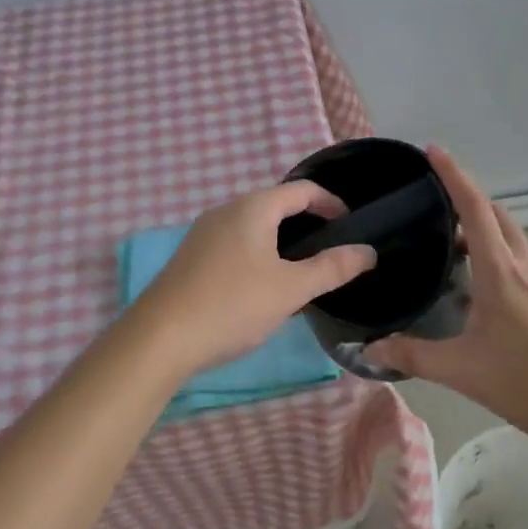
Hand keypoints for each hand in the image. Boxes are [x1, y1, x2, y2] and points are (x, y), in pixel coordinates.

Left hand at [129, 180, 376, 375]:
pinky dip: (259, 253)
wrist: (159, 338)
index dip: (331, 203)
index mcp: (252, 208)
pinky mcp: (191, 257)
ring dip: (282, 240)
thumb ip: (332, 268)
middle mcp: (226, 210)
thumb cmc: (232, 305)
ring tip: (302, 271)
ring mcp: (204, 233)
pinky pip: (235, 243)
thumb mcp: (290, 289)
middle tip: (331, 251)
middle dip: (307, 222)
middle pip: (276, 205)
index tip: (351, 226)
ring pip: (254, 226)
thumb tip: (368, 252)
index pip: (301, 190)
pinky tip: (262, 286)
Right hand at [366, 146, 527, 450]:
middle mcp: (526, 265)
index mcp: (501, 271)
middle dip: (466, 197)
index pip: (474, 209)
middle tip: (430, 200)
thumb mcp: (463, 371)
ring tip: (446, 240)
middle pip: (495, 214)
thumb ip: (413, 356)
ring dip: (481, 226)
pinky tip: (478, 282)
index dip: (453, 175)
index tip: (433, 150)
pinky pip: (520, 256)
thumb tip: (368, 350)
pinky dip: (496, 250)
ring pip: (510, 235)